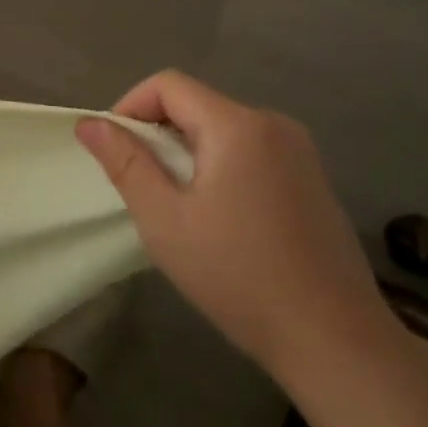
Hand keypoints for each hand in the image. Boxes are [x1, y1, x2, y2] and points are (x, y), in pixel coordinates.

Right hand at [75, 71, 393, 386]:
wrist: (337, 341)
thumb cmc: (239, 276)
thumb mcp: (164, 220)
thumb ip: (125, 163)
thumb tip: (90, 123)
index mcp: (237, 125)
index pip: (168, 84)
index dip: (131, 106)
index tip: (116, 151)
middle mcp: (273, 123)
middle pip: (197, 104)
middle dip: (159, 134)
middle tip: (144, 187)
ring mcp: (299, 151)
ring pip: (222, 128)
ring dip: (188, 152)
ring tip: (179, 206)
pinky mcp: (312, 178)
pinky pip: (250, 150)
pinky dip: (221, 166)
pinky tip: (222, 218)